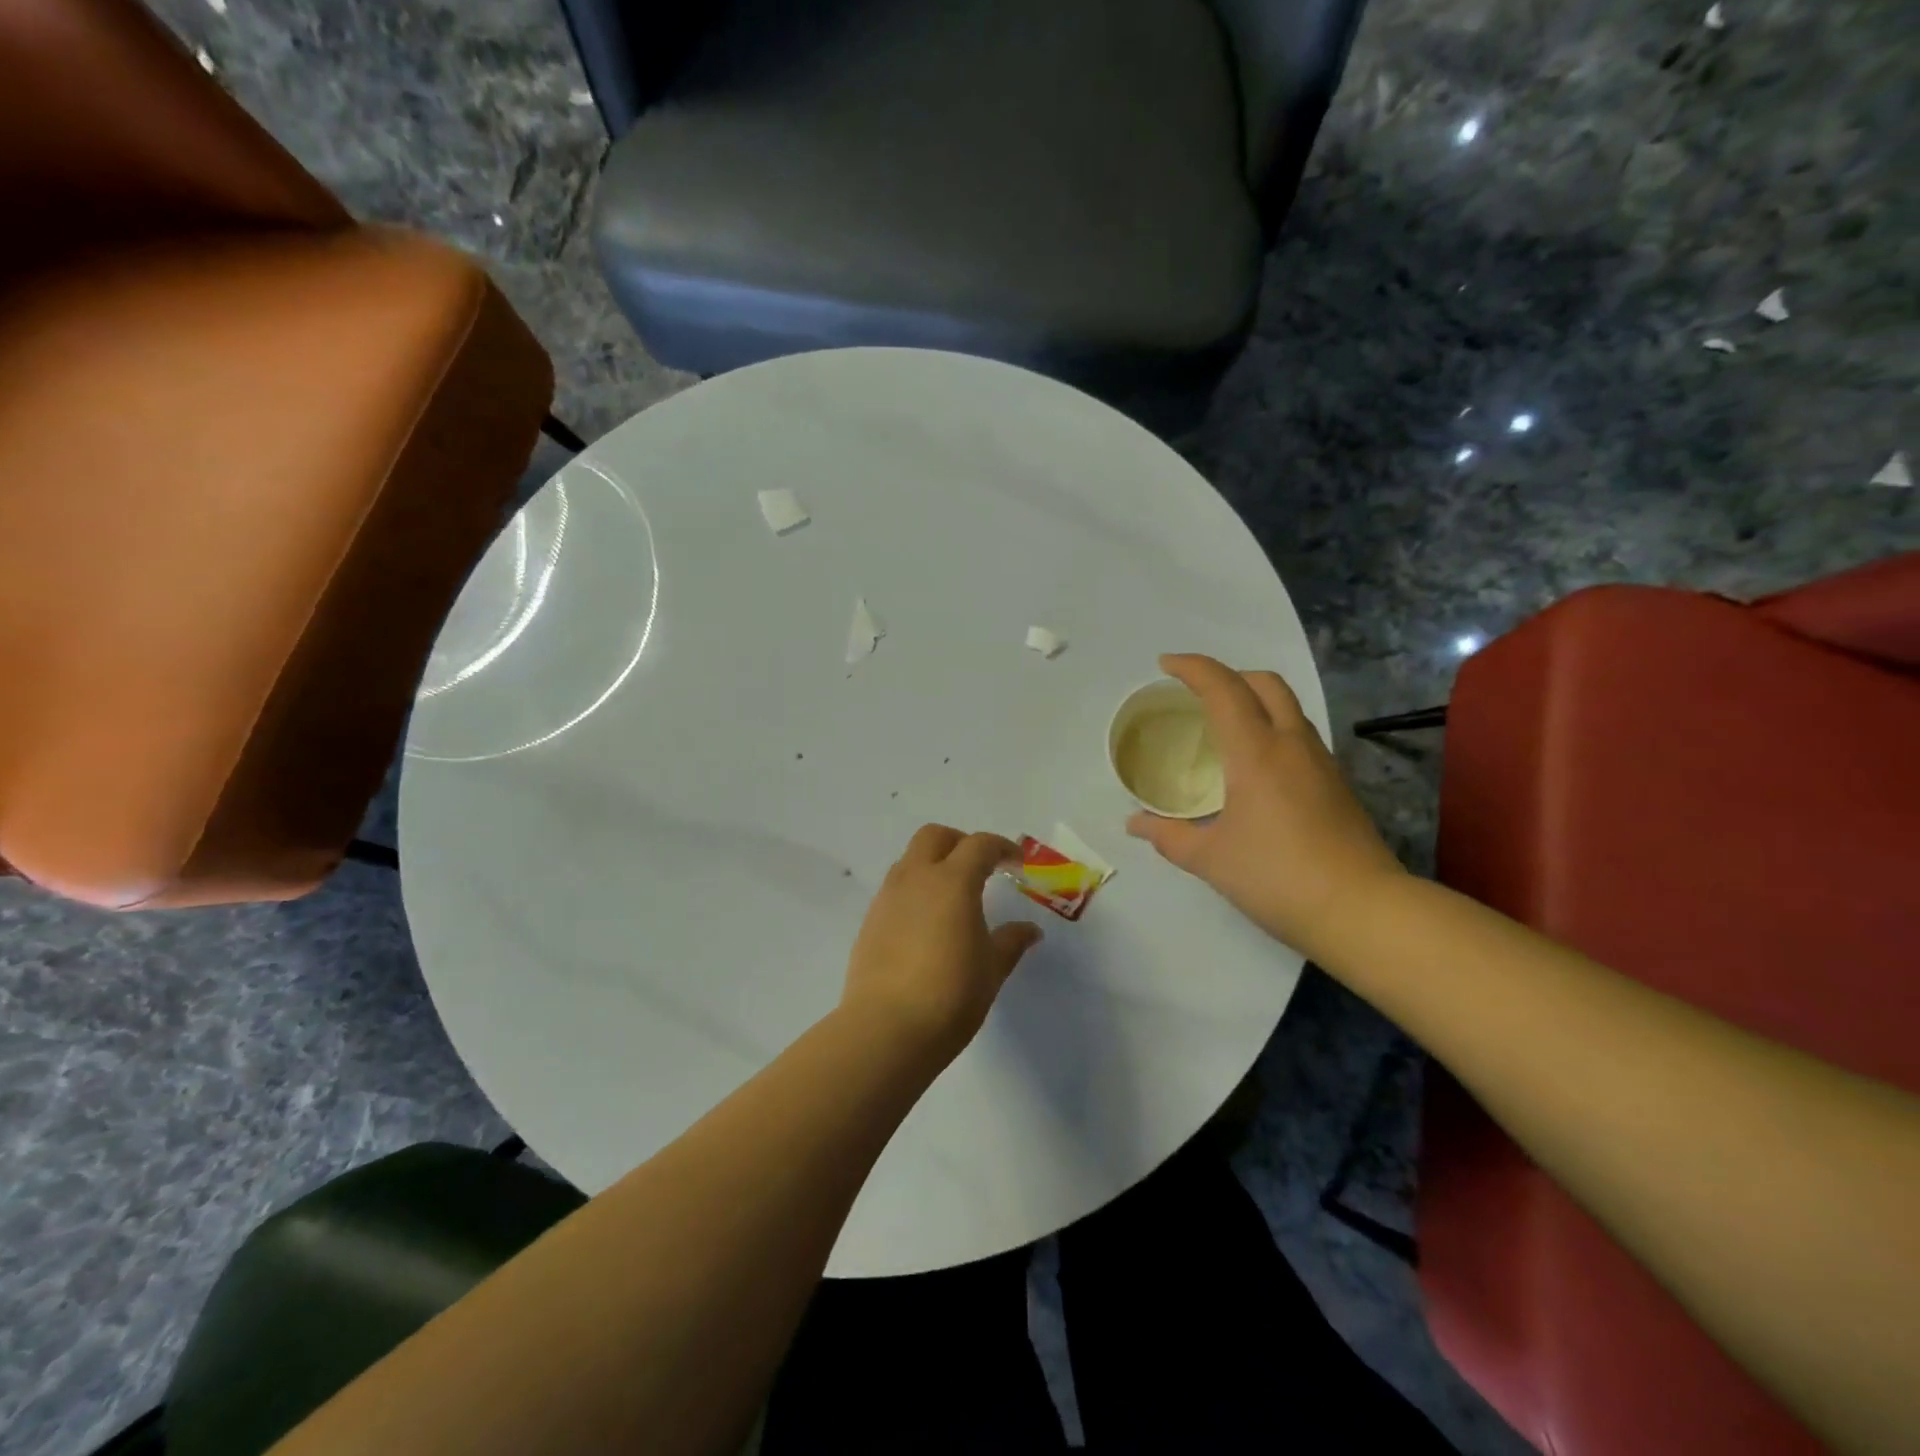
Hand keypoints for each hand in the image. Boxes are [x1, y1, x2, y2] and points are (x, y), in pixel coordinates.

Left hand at [841, 825, 1042, 1065]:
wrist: (886, 1030)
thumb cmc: (950, 996)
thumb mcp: (992, 969)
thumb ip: (1011, 942)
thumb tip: (1030, 930)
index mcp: (952, 882)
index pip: (979, 845)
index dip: (1002, 848)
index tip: (1017, 864)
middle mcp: (915, 879)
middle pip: (934, 836)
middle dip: (960, 843)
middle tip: (981, 868)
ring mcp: (887, 898)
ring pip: (910, 860)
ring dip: (933, 864)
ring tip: (953, 896)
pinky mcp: (870, 921)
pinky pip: (895, 888)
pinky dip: (915, 890)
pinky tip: (927, 923)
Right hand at [1126, 654, 1406, 958]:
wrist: (1361, 910)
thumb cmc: (1276, 877)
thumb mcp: (1210, 859)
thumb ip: (1168, 836)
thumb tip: (1135, 824)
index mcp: (1256, 753)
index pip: (1223, 689)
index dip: (1193, 668)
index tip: (1166, 665)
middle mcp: (1291, 745)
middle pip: (1265, 684)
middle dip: (1229, 675)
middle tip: (1198, 693)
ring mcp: (1321, 762)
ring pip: (1288, 707)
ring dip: (1255, 700)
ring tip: (1225, 726)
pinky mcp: (1337, 784)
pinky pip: (1300, 735)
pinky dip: (1273, 728)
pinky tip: (1256, 765)